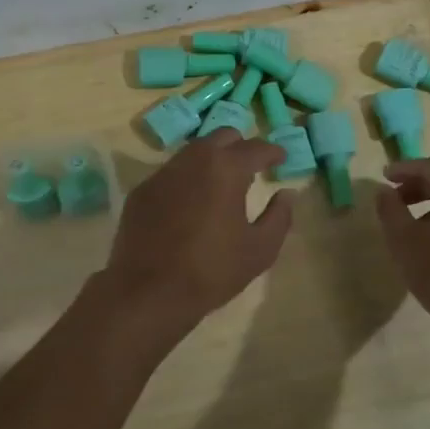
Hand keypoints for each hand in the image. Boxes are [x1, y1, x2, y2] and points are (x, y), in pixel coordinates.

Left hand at [102, 130, 294, 328]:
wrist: (149, 291)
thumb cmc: (213, 270)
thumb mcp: (260, 249)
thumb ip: (279, 216)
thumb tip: (287, 194)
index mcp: (226, 169)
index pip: (256, 148)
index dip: (273, 151)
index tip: (281, 158)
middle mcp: (193, 160)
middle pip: (222, 137)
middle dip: (240, 146)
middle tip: (251, 167)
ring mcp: (163, 173)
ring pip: (193, 152)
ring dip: (212, 160)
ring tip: (222, 183)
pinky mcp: (142, 191)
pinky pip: (171, 173)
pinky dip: (187, 179)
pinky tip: (190, 202)